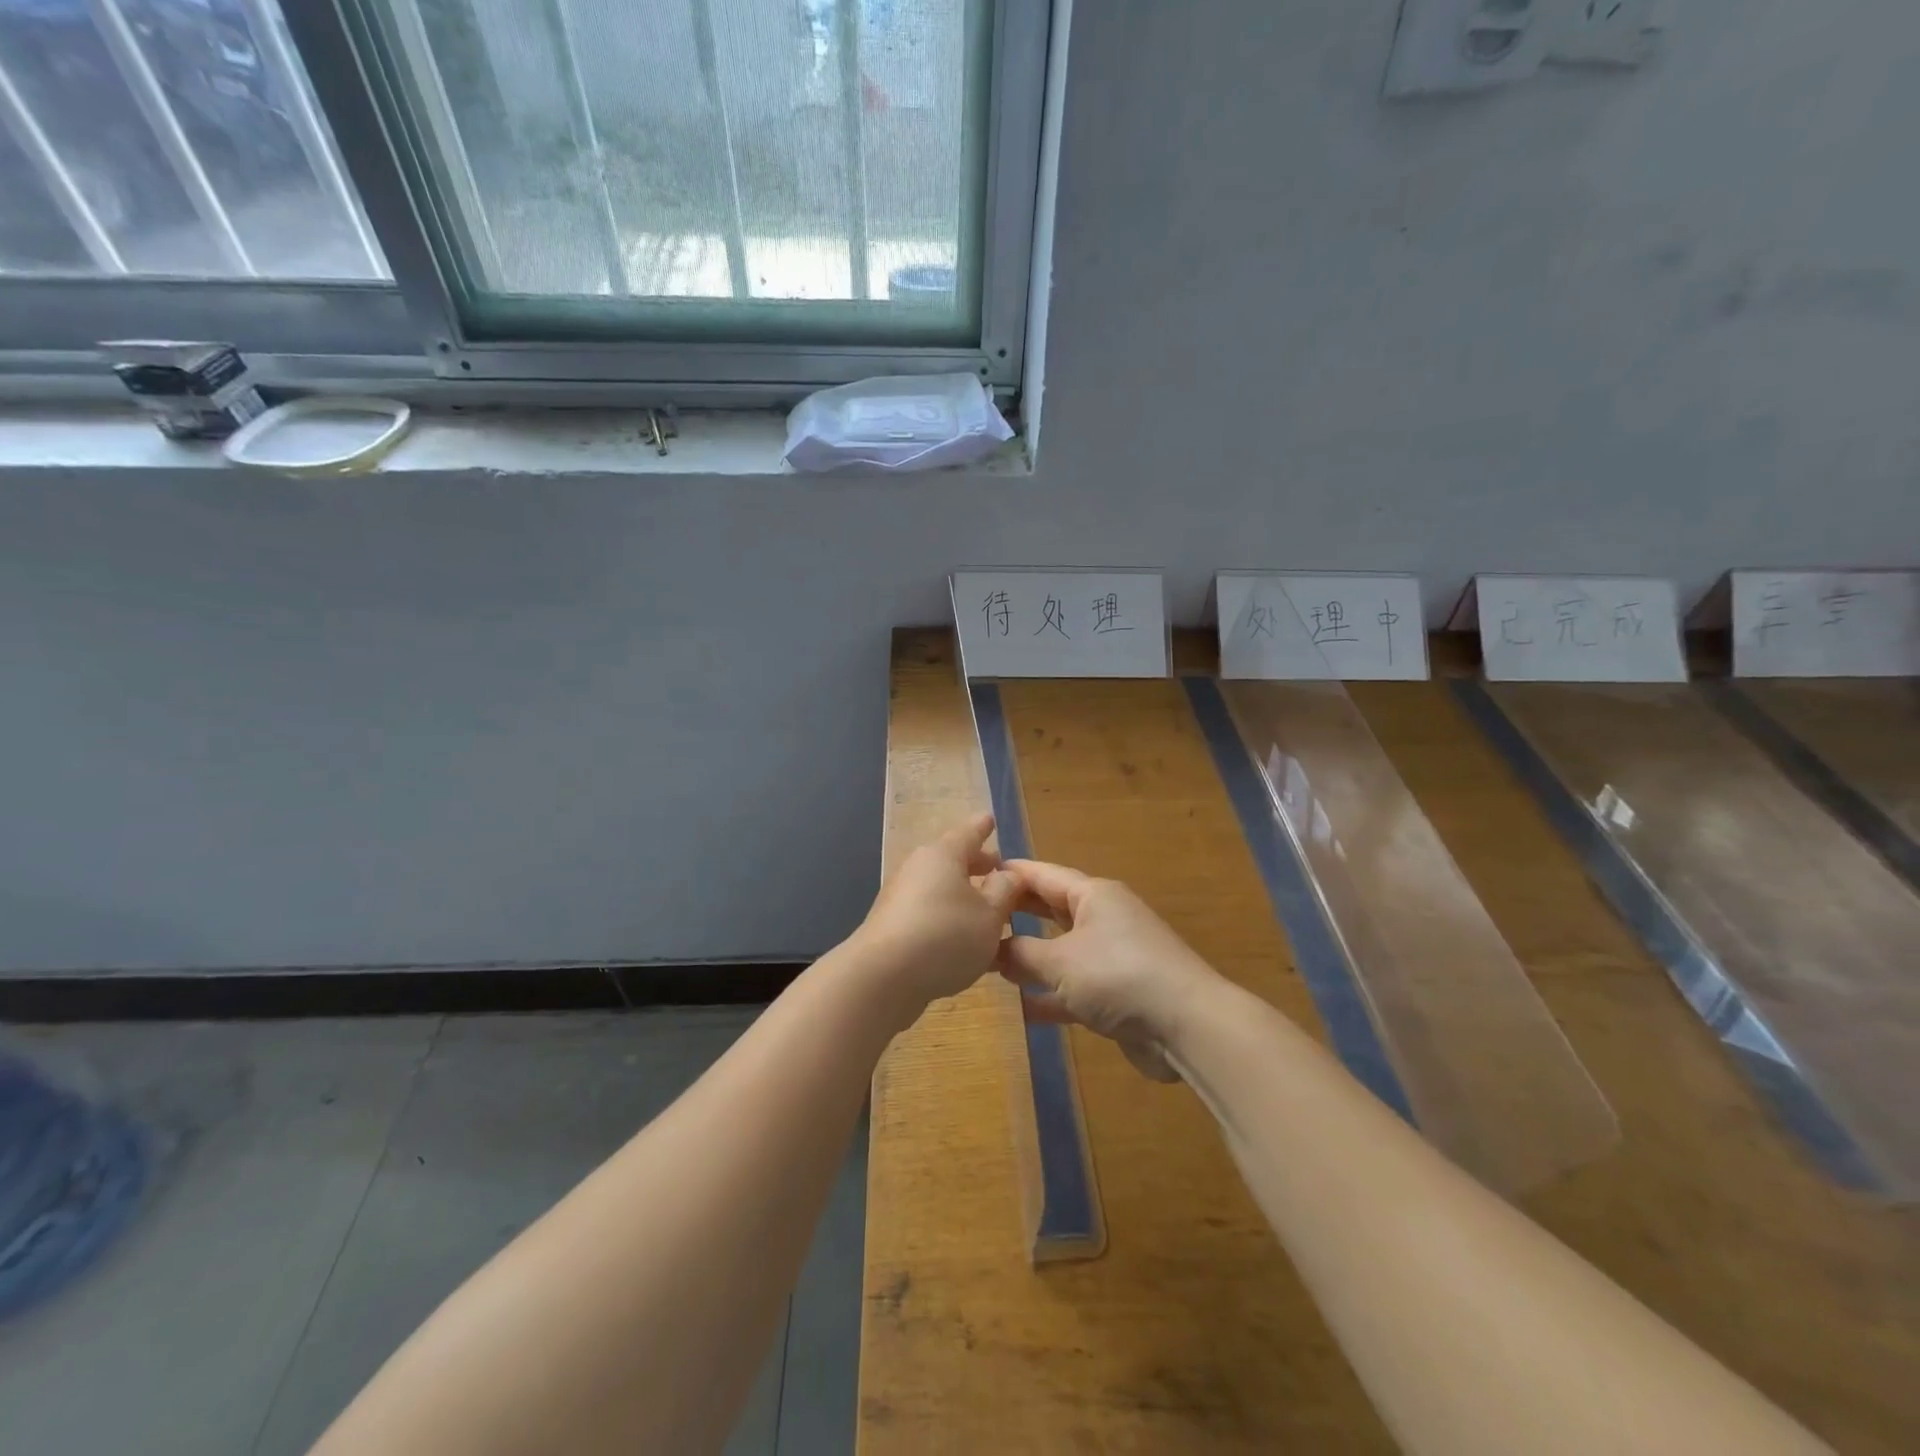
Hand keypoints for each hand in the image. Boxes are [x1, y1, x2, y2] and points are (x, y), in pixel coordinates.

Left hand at [855, 813, 1022, 1012]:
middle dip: (976, 864)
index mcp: (944, 855)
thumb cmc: (945, 936)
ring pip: (940, 887)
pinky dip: (948, 917)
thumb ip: (1004, 891)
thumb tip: (1008, 874)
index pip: (969, 833)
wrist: (881, 978)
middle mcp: (919, 868)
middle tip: (997, 867)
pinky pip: (929, 912)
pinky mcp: (892, 926)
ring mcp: (901, 897)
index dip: (983, 828)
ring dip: (963, 895)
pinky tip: (963, 939)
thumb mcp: (990, 915)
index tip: (990, 819)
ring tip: (987, 908)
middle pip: (952, 859)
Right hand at [994, 860, 1221, 1082]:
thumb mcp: (1060, 961)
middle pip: (1051, 909)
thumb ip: (1021, 953)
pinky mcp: (1118, 993)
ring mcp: (1112, 957)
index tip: (973, 875)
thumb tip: (994, 948)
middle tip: (976, 918)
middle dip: (1016, 914)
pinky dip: (1050, 995)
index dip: (1009, 874)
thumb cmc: (1118, 975)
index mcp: (1093, 896)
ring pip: (1061, 950)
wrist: (1186, 1026)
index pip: (1043, 874)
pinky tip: (1021, 1008)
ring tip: (989, 961)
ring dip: (1030, 958)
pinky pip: (1074, 987)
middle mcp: (1103, 918)